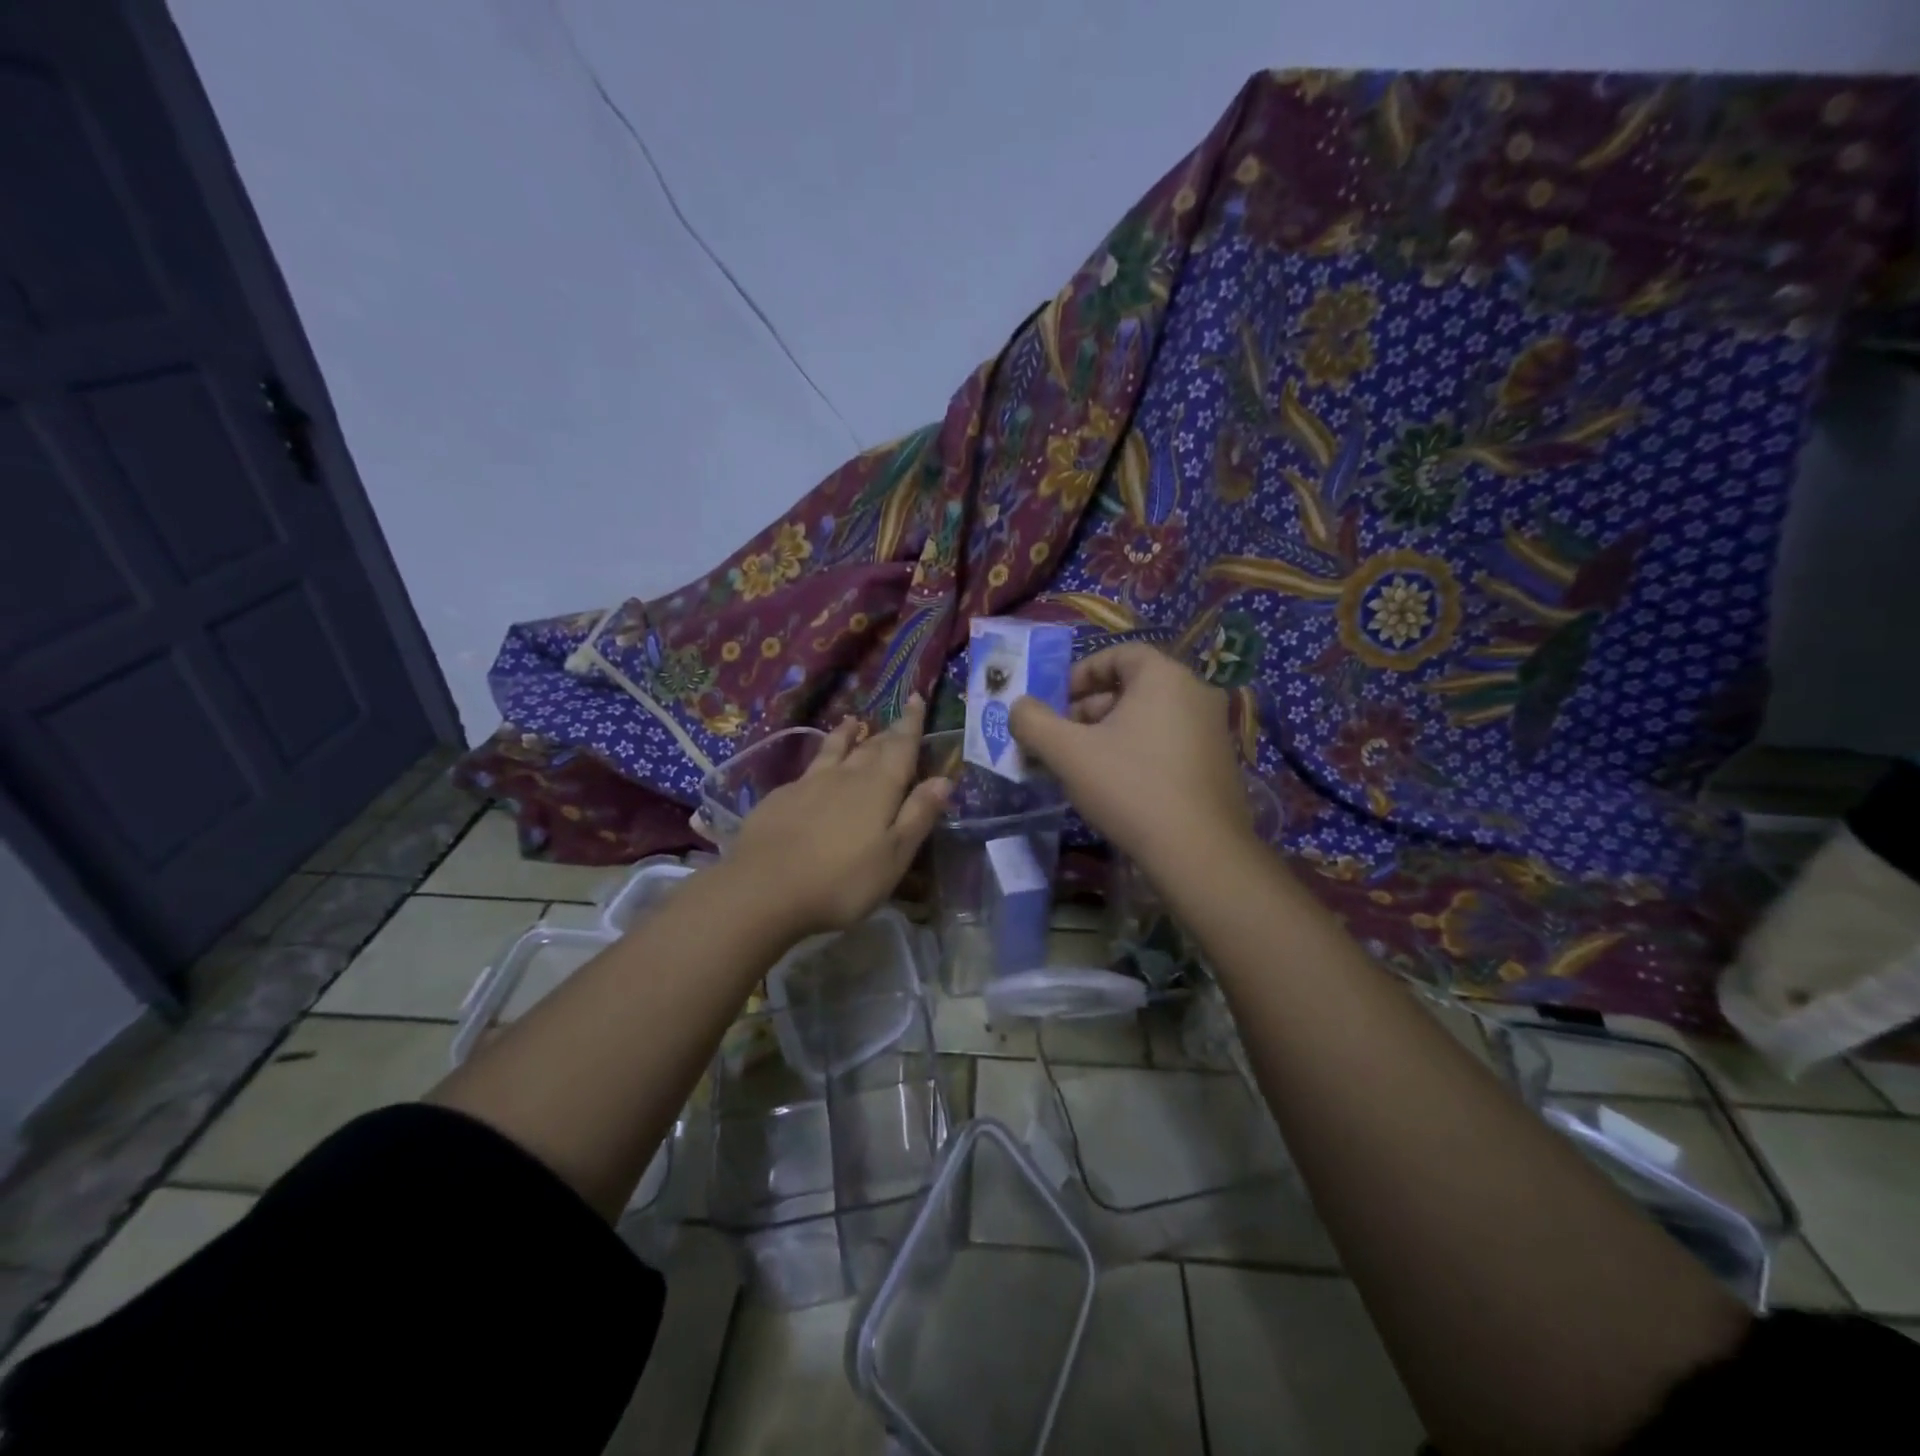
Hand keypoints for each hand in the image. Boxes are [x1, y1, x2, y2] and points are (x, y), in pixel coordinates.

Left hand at [727, 695, 950, 936]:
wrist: (763, 889)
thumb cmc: (842, 880)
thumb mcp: (894, 856)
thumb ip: (918, 815)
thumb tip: (943, 779)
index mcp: (879, 787)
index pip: (901, 746)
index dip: (911, 723)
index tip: (915, 698)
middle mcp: (845, 776)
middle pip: (871, 747)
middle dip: (887, 733)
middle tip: (897, 721)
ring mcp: (808, 784)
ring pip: (834, 750)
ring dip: (847, 735)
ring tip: (853, 722)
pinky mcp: (779, 798)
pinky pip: (808, 769)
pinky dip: (820, 758)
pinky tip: (814, 769)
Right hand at [1009, 645, 1250, 875]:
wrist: (1199, 852)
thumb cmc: (1130, 787)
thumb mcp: (1068, 753)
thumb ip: (1033, 722)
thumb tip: (1018, 707)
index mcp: (1165, 677)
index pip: (1119, 654)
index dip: (1081, 673)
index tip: (1056, 701)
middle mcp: (1196, 693)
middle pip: (1133, 687)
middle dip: (1091, 709)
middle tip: (1063, 739)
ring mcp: (1214, 729)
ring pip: (1151, 718)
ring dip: (1112, 733)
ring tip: (1084, 767)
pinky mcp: (1219, 764)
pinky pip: (1170, 743)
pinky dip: (1140, 752)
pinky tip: (1119, 786)